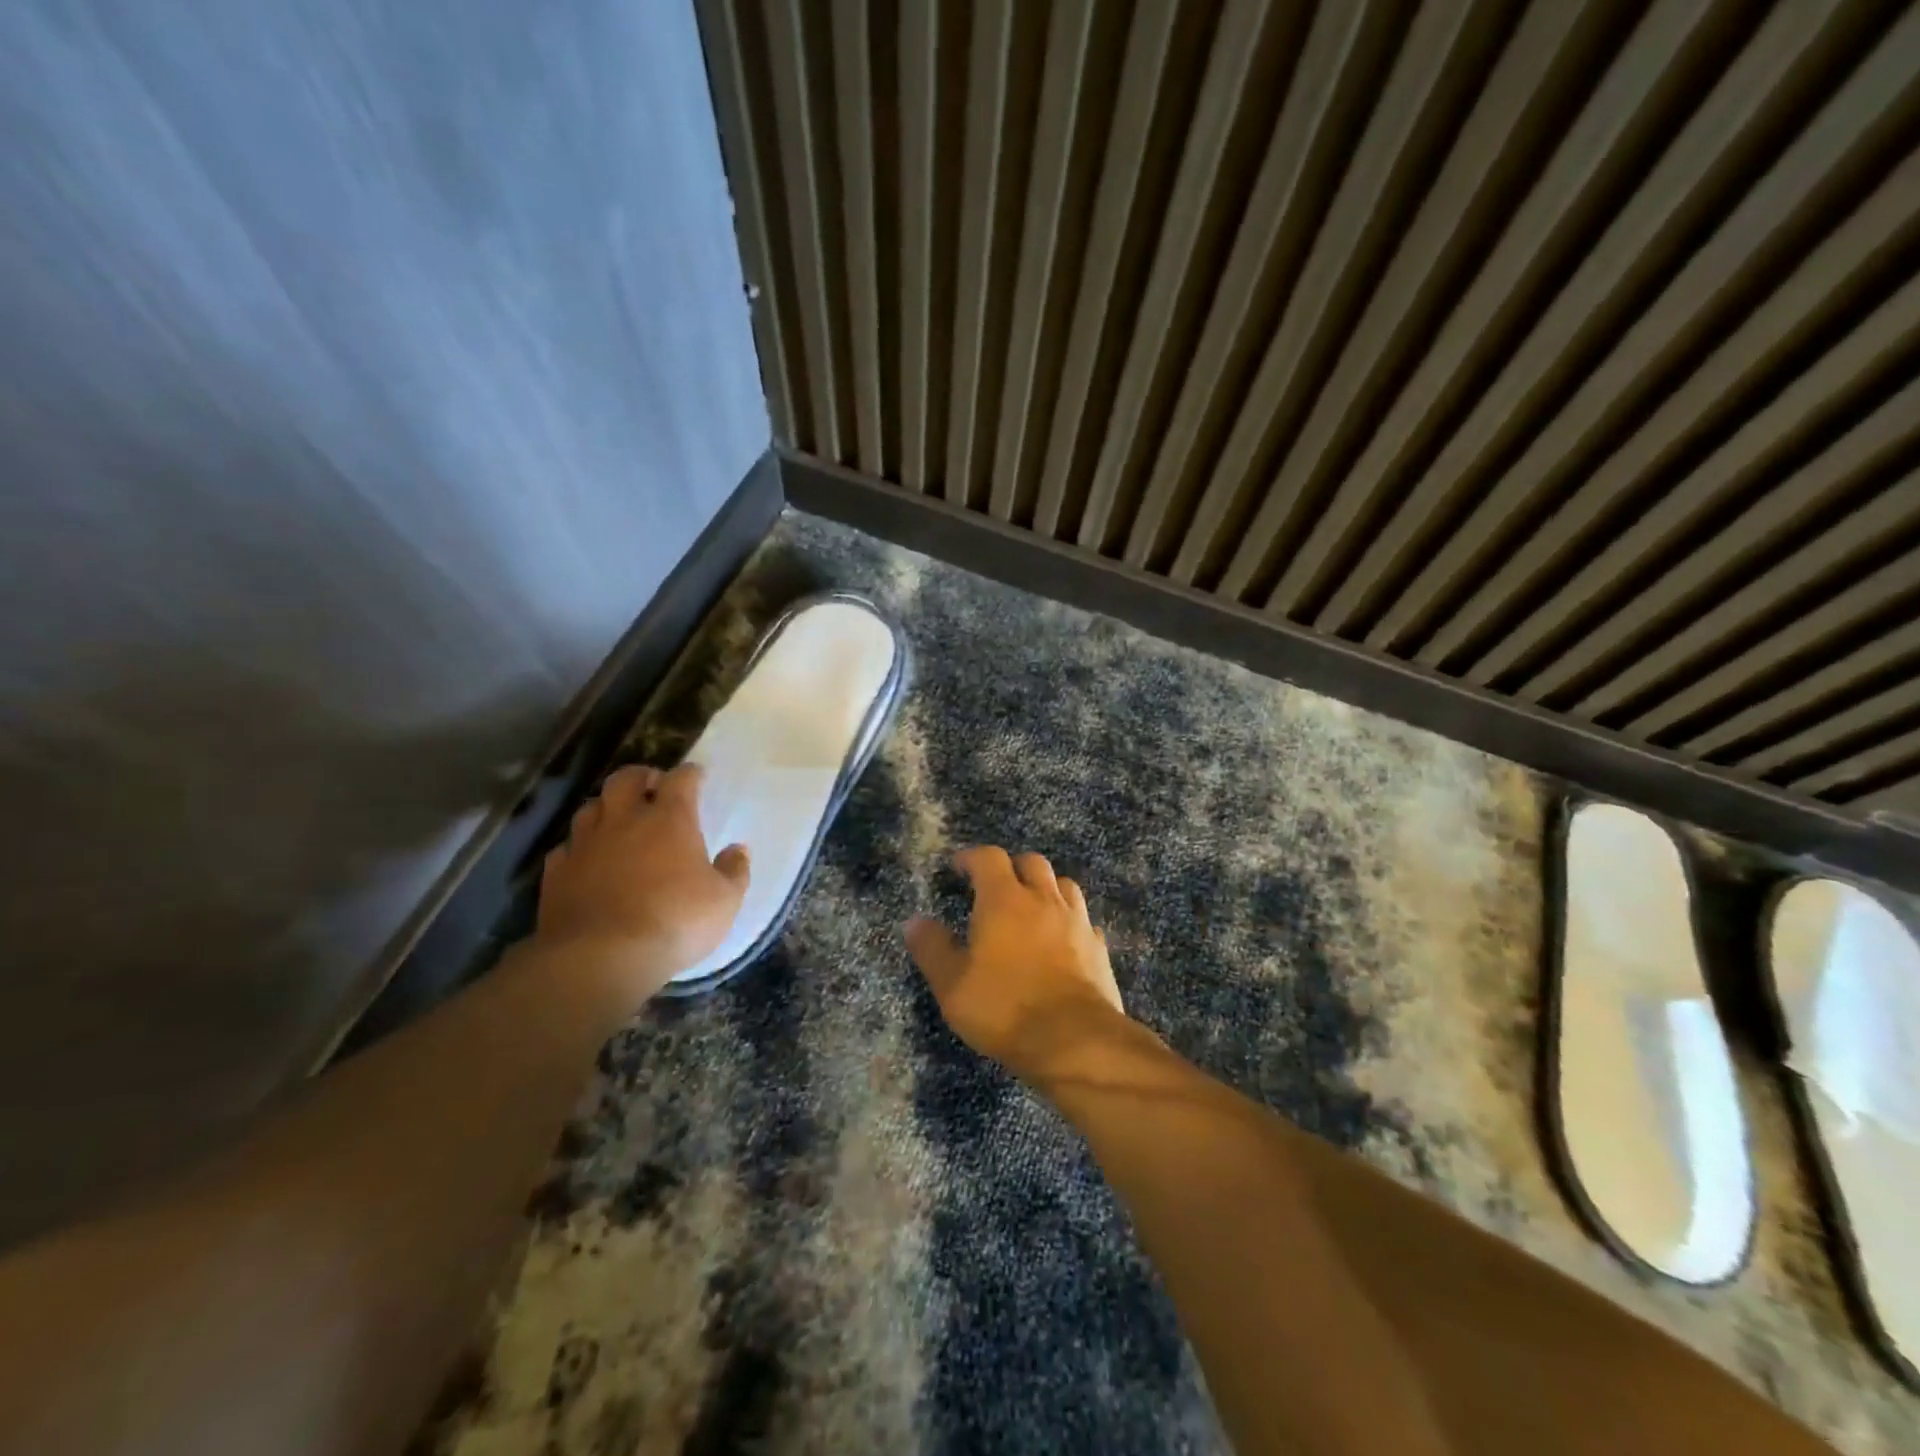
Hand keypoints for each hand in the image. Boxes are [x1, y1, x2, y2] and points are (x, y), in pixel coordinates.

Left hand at [534, 762, 748, 1002]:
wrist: (601, 958)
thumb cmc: (675, 922)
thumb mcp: (724, 901)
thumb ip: (734, 871)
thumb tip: (738, 850)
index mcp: (670, 820)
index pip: (681, 780)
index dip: (691, 774)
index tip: (698, 775)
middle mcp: (624, 821)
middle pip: (626, 779)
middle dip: (642, 776)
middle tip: (653, 787)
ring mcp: (585, 845)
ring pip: (590, 807)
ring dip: (607, 808)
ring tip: (618, 821)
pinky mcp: (557, 873)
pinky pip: (567, 848)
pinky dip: (579, 848)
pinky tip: (587, 861)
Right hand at [905, 846, 1125, 1084]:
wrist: (1075, 1040)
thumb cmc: (1005, 1008)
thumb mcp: (952, 985)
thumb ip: (932, 949)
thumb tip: (915, 921)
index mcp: (1004, 900)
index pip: (989, 858)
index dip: (971, 857)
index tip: (958, 867)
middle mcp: (1044, 899)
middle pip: (1031, 862)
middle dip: (1011, 868)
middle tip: (995, 887)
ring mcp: (1077, 921)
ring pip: (1063, 885)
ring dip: (1045, 888)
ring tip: (1031, 908)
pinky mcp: (1098, 947)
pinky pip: (1083, 920)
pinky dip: (1068, 921)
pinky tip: (1061, 941)